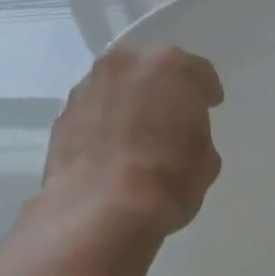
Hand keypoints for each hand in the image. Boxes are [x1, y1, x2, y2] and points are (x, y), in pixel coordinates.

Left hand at [43, 45, 222, 240]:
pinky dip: (103, 123)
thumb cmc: (167, 180)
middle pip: (150, 70)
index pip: (197, 71)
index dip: (206, 90)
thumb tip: (182, 138)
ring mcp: (88, 87)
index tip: (211, 105)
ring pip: (117, 87)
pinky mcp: (63, 115)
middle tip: (171, 114)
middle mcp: (125, 65)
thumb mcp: (205, 161)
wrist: (100, 210)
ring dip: (128, 103)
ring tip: (136, 132)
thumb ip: (196, 135)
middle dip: (162, 88)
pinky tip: (111, 147)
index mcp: (168, 67)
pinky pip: (94, 111)